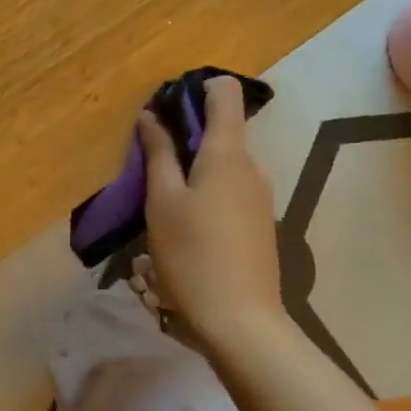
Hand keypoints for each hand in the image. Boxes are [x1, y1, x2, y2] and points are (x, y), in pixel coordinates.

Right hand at [139, 76, 282, 352]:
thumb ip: (158, 153)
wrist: (241, 321)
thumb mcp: (162, 201)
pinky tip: (185, 224)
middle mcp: (251, 165)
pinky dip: (206, 189)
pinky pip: (230, 187)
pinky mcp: (260, 221)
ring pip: (223, 161)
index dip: (197, 89)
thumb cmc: (192, 254)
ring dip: (192, 167)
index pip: (225, 92)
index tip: (166, 110)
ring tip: (161, 199)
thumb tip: (152, 116)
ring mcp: (260, 195)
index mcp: (228, 152)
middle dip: (185, 135)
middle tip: (149, 162)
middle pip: (221, 128)